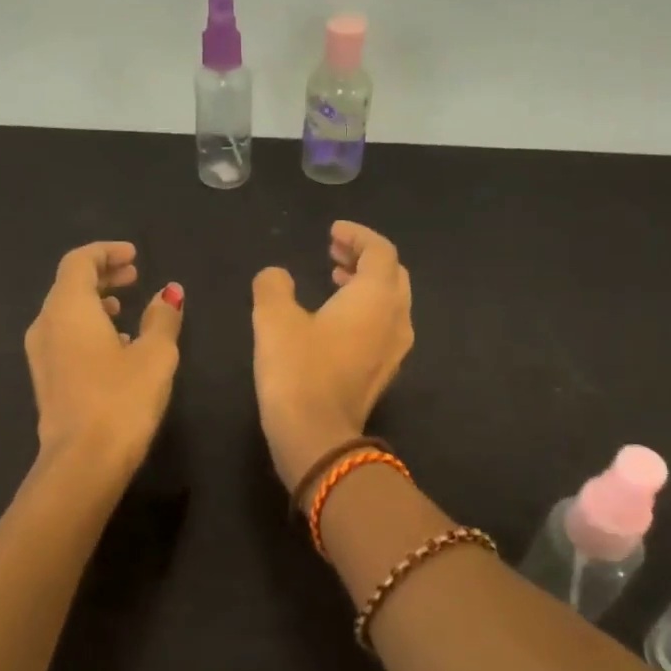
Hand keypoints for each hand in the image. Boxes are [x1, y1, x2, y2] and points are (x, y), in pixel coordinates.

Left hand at [26, 242, 184, 473]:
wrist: (83, 461)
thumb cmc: (122, 399)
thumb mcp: (155, 354)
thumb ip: (162, 318)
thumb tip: (169, 293)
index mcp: (68, 307)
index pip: (80, 261)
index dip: (107, 252)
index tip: (135, 256)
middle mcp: (46, 324)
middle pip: (70, 285)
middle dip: (102, 275)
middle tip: (134, 276)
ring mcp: (41, 354)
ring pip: (65, 313)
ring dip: (95, 304)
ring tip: (126, 309)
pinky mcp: (46, 379)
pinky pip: (64, 337)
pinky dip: (88, 329)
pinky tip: (115, 347)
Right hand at [251, 221, 413, 492]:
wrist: (316, 437)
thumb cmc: (297, 371)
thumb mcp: (273, 319)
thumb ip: (273, 286)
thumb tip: (276, 276)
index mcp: (377, 296)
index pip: (380, 250)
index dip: (357, 235)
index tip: (331, 232)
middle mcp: (396, 318)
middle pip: (392, 274)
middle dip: (365, 258)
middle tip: (333, 252)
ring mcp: (395, 349)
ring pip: (391, 302)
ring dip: (366, 285)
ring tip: (334, 279)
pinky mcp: (384, 374)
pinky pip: (384, 327)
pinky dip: (365, 311)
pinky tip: (336, 321)